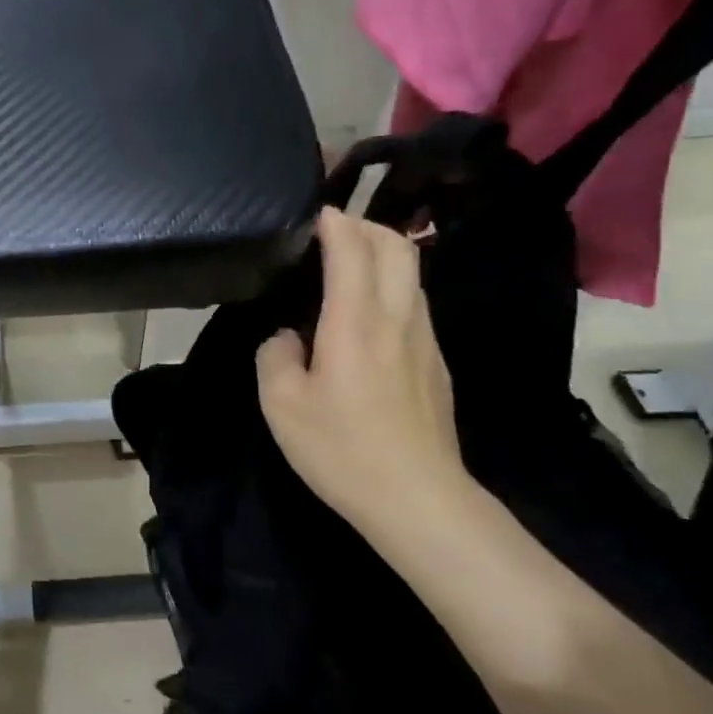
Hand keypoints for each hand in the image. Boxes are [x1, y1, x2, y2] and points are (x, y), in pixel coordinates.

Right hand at [256, 208, 473, 531]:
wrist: (419, 500)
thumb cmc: (342, 449)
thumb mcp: (280, 404)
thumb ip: (275, 355)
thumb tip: (289, 338)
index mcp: (355, 322)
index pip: (353, 248)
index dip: (334, 221)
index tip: (312, 213)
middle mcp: (397, 318)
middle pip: (396, 247)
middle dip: (365, 225)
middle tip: (332, 230)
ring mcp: (424, 340)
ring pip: (412, 274)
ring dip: (382, 254)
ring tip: (348, 264)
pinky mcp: (436, 363)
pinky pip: (414, 304)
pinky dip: (391, 286)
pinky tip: (366, 314)